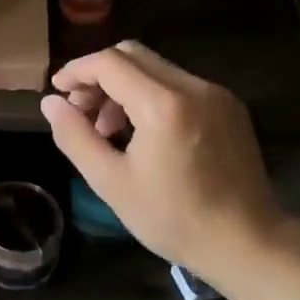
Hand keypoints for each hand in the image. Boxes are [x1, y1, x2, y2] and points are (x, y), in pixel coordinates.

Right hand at [39, 41, 289, 284]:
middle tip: (80, 109)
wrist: (249, 244)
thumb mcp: (111, 182)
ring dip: (123, 85)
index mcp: (164, 104)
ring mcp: (216, 94)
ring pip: (155, 68)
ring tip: (108, 128)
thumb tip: (50, 103)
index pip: (110, 62)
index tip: (57, 92)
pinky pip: (178, 84)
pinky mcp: (229, 107)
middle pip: (133, 55)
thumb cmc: (175, 219)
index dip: (76, 70)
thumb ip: (75, 136)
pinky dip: (150, 95)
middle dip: (98, 75)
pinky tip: (142, 131)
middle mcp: (194, 87)